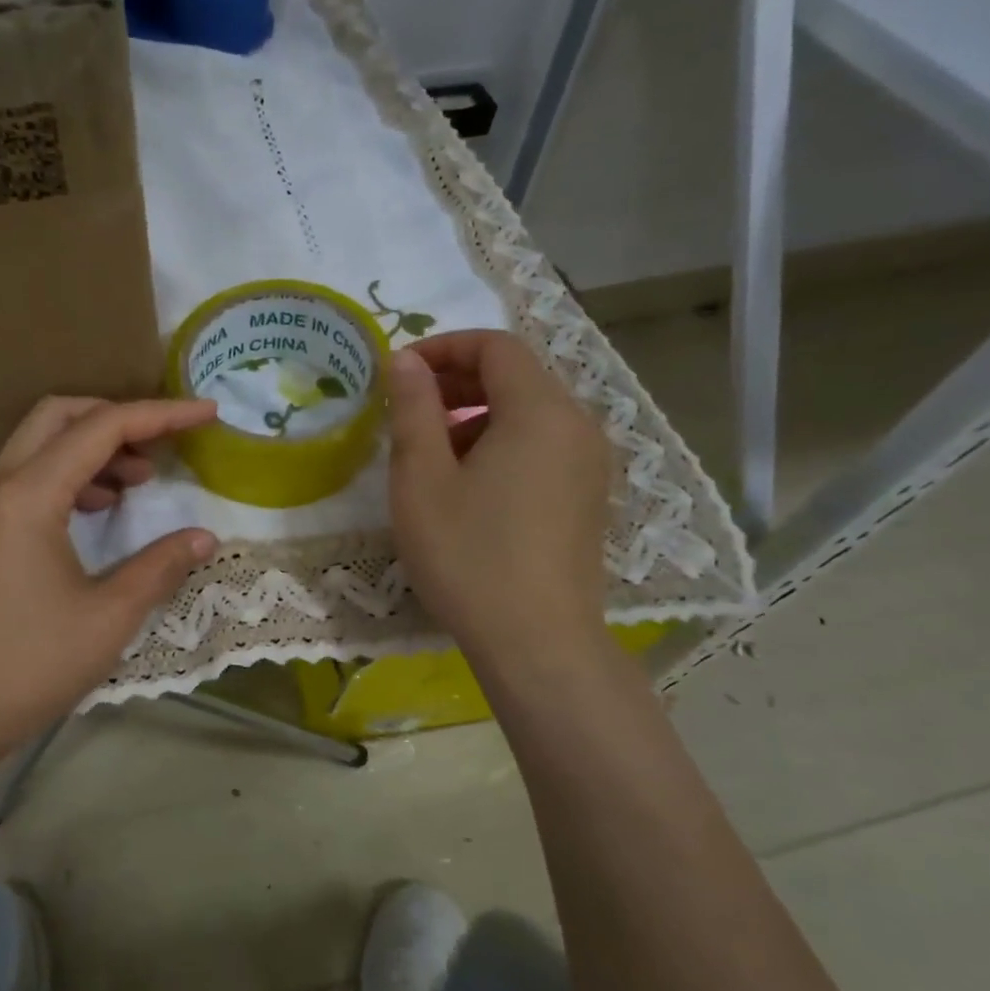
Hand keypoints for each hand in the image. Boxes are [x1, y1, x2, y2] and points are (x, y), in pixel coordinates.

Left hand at [0, 396, 220, 764]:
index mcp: (30, 495)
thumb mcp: (110, 616)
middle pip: (61, 416)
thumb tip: (205, 536)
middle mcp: (1, 486)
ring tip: (140, 480)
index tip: (207, 413)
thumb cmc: (31, 664)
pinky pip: (30, 477)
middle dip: (118, 416)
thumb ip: (160, 566)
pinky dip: (71, 475)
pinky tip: (101, 508)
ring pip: (42, 445)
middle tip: (164, 444)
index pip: (102, 427)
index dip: (161, 415)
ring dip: (93, 447)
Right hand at [386, 330, 611, 663]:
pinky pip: (542, 446)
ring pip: (529, 413)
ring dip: (476, 415)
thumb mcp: (422, 478)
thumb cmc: (468, 555)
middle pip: (516, 376)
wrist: (537, 643)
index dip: (443, 347)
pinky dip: (501, 444)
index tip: (399, 372)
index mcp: (540, 411)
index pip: (495, 346)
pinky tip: (468, 486)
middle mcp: (577, 425)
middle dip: (457, 380)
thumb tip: (406, 361)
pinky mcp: (588, 497)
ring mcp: (590, 464)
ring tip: (430, 453)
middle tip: (407, 408)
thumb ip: (413, 409)